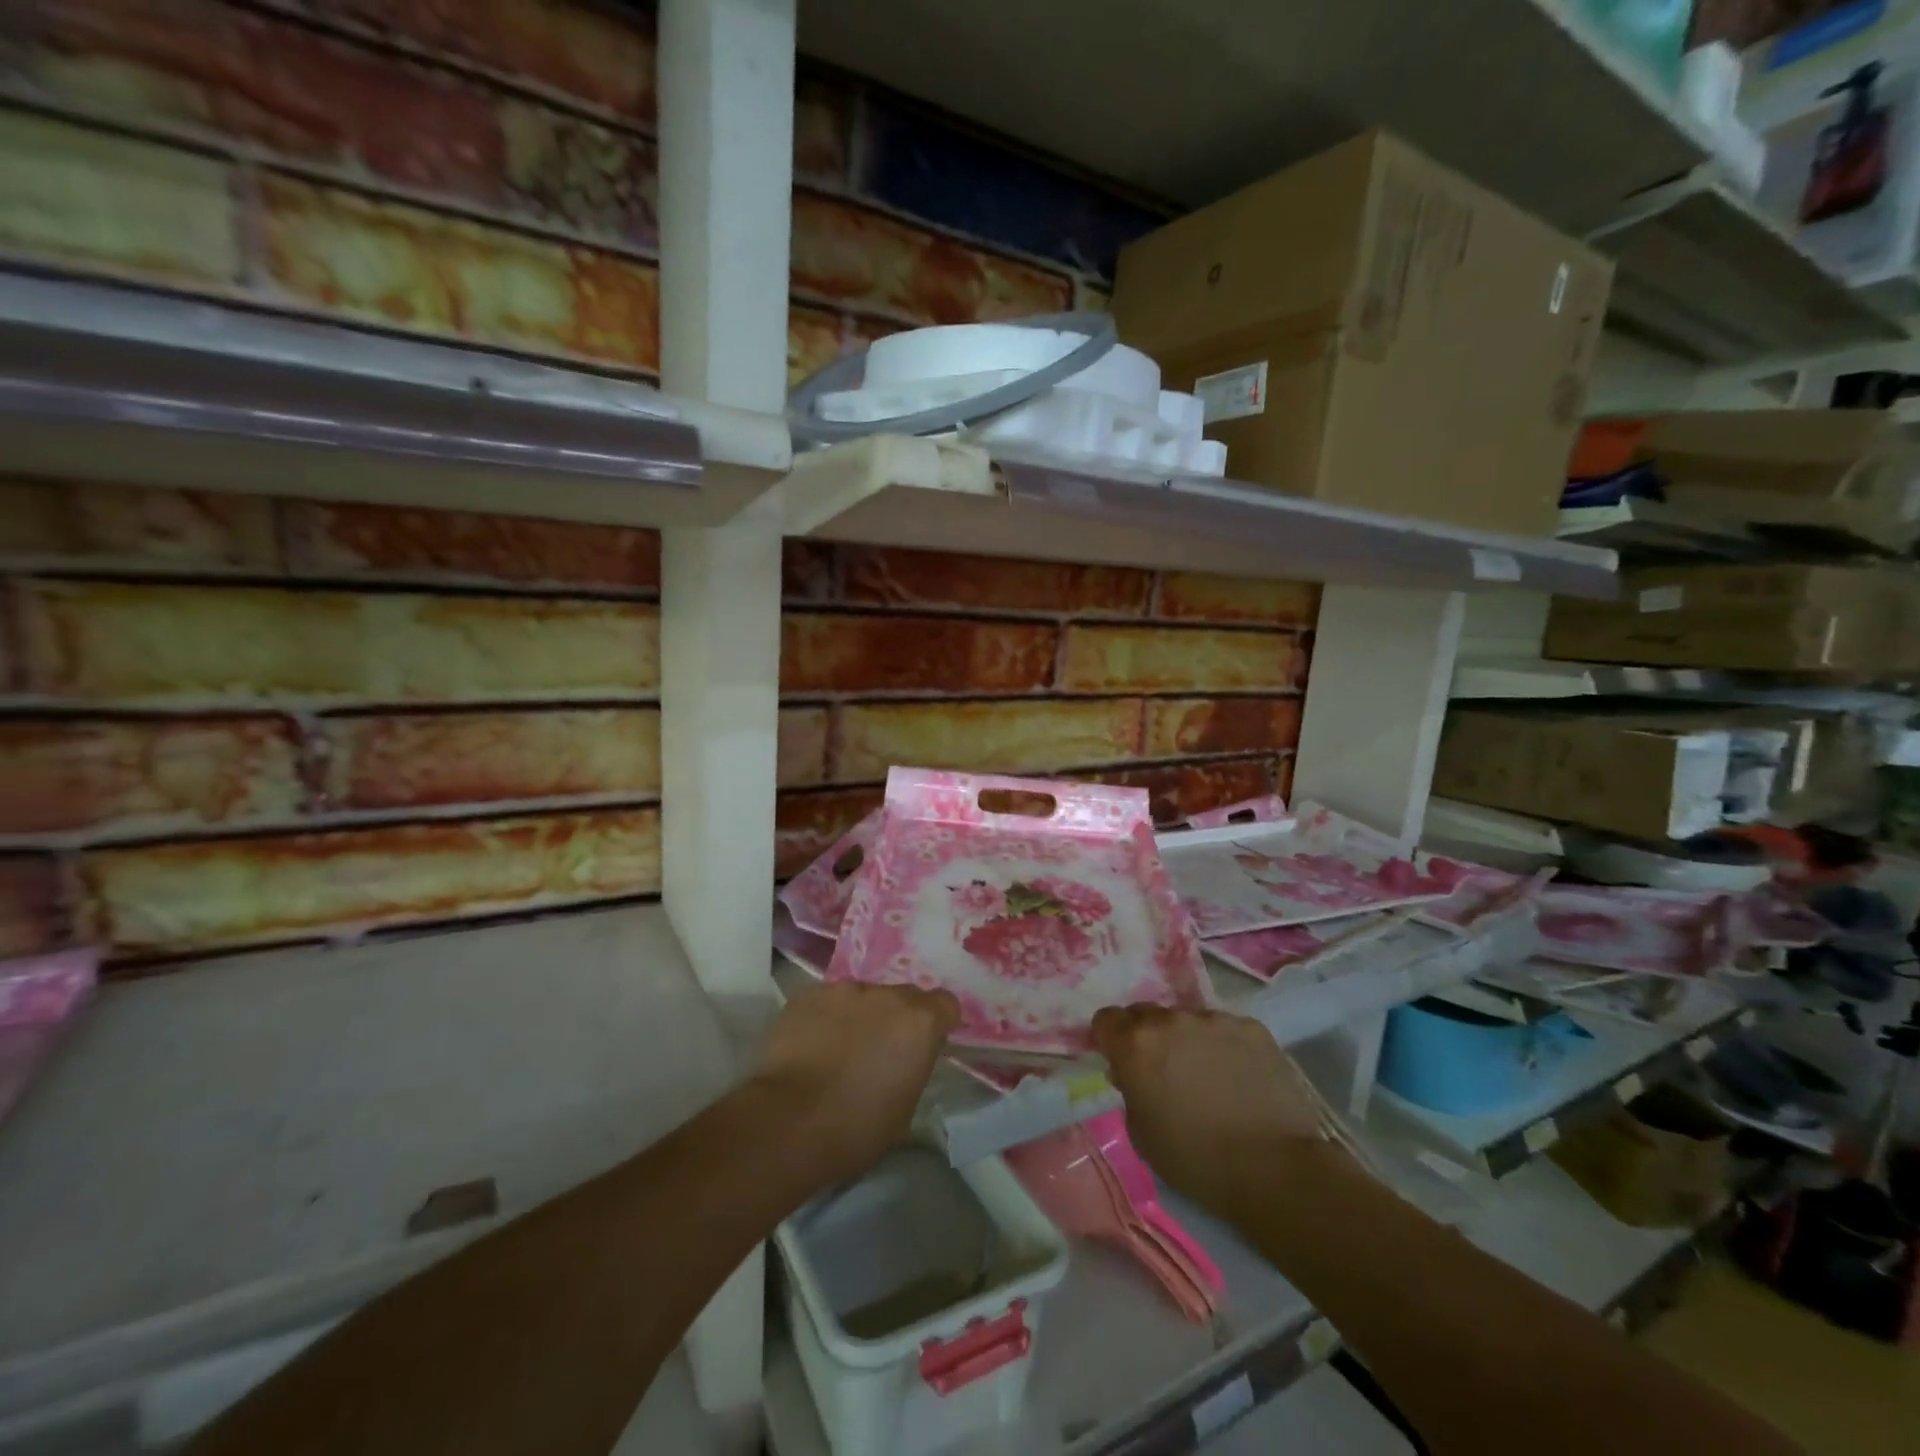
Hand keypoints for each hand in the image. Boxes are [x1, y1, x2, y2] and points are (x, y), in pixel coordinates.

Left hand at [752, 981, 959, 1184]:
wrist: (788, 1122)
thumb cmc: (856, 1128)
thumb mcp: (905, 1109)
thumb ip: (913, 1069)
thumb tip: (905, 1062)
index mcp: (920, 1023)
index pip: (946, 1005)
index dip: (937, 1022)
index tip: (925, 1045)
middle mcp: (887, 995)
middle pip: (904, 996)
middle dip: (897, 1018)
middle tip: (880, 1050)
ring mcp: (845, 990)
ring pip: (862, 997)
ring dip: (860, 1016)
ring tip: (839, 1049)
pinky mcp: (809, 994)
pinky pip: (828, 1002)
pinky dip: (826, 1018)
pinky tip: (812, 1045)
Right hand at [1092, 1006, 1327, 1218]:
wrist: (1272, 1167)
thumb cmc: (1194, 1159)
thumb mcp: (1141, 1133)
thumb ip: (1130, 1091)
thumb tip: (1132, 1073)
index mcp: (1136, 1044)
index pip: (1107, 1019)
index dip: (1110, 1038)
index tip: (1119, 1059)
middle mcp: (1171, 1020)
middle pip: (1147, 1014)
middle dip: (1148, 1037)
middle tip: (1164, 1071)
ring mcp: (1214, 1019)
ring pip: (1189, 1021)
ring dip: (1189, 1041)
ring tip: (1209, 1077)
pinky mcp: (1252, 1028)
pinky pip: (1227, 1030)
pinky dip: (1226, 1047)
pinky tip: (1240, 1078)